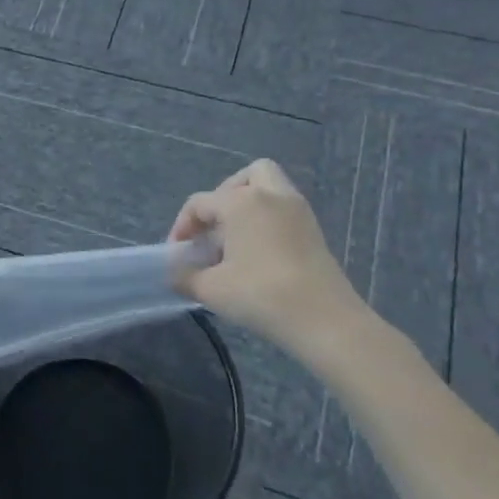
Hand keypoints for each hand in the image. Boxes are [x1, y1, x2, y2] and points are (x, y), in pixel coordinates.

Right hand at [168, 159, 373, 364]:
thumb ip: (184, 276)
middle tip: (213, 230)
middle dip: (222, 198)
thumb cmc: (261, 295)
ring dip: (248, 205)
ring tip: (235, 239)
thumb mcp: (210, 289)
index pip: (200, 203)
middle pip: (243, 178)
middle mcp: (271, 195)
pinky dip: (267, 219)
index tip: (178, 255)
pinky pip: (284, 208)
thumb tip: (174, 272)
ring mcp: (298, 210)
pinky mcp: (315, 230)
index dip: (182, 227)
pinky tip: (258, 253)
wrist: (324, 320)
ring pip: (270, 187)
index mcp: (241, 202)